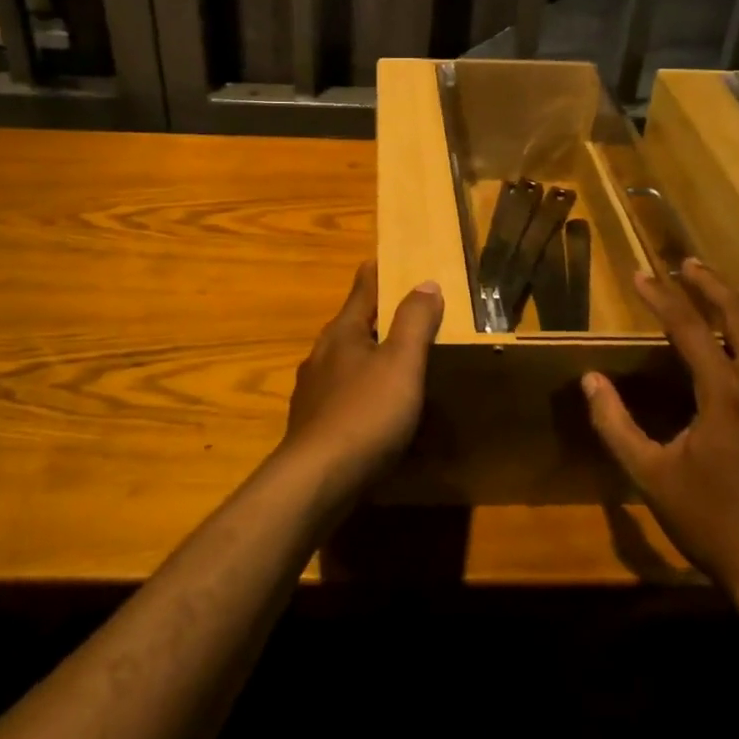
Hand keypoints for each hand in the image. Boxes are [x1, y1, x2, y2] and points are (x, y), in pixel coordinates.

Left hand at [279, 261, 443, 493]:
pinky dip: (361, 388)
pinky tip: (373, 406)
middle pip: (352, 324)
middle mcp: (322, 354)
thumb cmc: (365, 414)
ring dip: (368, 353)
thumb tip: (426, 282)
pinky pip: (342, 392)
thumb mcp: (401, 363)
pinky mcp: (313, 423)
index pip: (362, 290)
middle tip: (405, 310)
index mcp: (342, 333)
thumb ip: (414, 322)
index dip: (377, 272)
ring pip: (345, 360)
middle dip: (375, 315)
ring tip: (393, 358)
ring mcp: (313, 390)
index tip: (387, 257)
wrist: (317, 481)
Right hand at [584, 258, 738, 610]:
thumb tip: (590, 381)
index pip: (688, 327)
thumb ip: (615, 424)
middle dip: (712, 283)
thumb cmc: (713, 522)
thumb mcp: (650, 476)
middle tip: (688, 264)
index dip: (661, 296)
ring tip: (730, 288)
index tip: (639, 275)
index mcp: (726, 394)